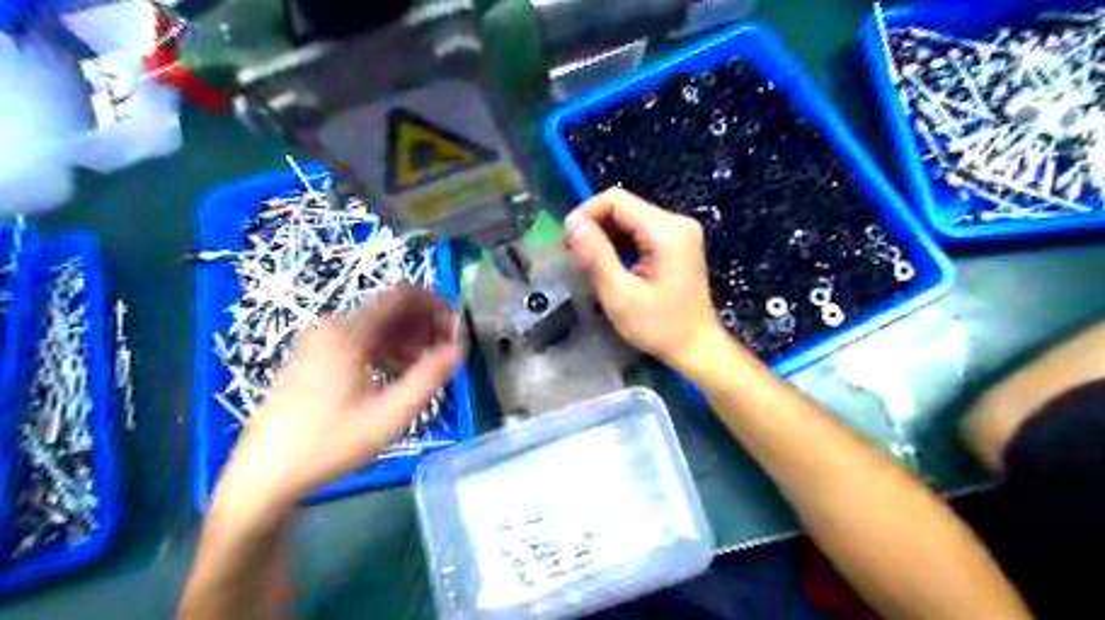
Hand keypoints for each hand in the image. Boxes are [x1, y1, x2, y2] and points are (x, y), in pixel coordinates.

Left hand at [212, 289, 461, 525]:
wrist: (264, 475)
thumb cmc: (329, 444)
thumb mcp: (389, 415)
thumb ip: (428, 378)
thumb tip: (459, 349)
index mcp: (349, 332)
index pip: (403, 295)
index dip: (437, 306)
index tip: (457, 330)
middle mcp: (334, 326)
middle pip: (392, 309)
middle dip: (426, 326)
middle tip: (447, 354)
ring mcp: (322, 341)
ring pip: (378, 326)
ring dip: (409, 340)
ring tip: (427, 369)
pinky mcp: (316, 357)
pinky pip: (362, 341)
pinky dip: (388, 350)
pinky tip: (398, 376)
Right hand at [565, 189, 731, 372]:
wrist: (696, 348)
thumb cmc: (659, 326)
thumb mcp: (620, 294)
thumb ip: (595, 255)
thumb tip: (573, 223)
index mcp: (666, 230)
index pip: (616, 200)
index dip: (586, 214)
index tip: (568, 243)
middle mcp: (676, 222)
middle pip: (623, 208)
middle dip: (595, 229)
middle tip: (577, 261)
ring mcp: (679, 233)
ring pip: (629, 220)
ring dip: (605, 239)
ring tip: (591, 268)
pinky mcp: (677, 245)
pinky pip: (640, 233)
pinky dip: (620, 246)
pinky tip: (611, 269)